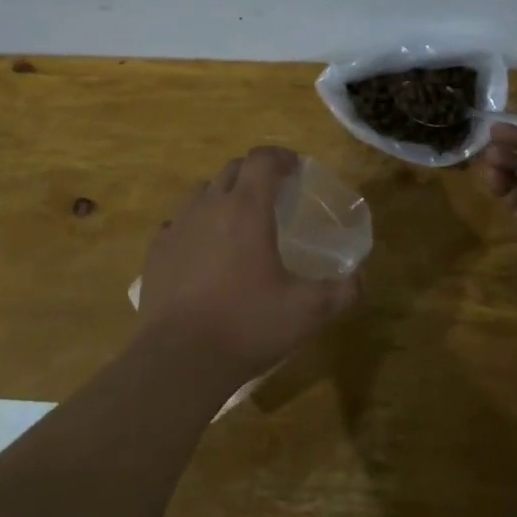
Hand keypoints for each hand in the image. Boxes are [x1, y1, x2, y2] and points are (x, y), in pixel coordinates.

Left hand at [137, 146, 360, 386]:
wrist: (180, 359)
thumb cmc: (248, 325)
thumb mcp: (309, 312)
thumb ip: (343, 291)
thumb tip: (360, 277)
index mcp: (246, 208)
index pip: (262, 160)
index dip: (281, 158)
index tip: (295, 169)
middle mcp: (209, 206)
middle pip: (233, 170)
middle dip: (255, 174)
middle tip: (274, 196)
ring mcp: (177, 227)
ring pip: (202, 192)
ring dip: (224, 196)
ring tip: (238, 222)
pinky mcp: (156, 252)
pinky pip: (178, 223)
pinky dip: (196, 226)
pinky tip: (204, 251)